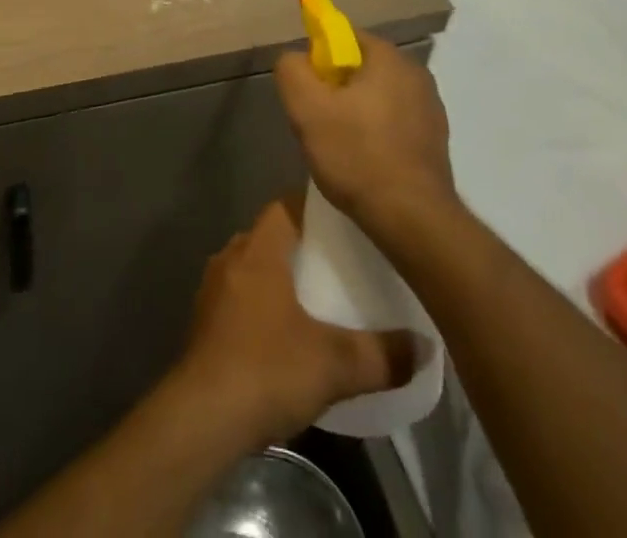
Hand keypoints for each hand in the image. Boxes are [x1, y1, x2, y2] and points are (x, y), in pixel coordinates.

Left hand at [177, 203, 415, 445]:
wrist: (201, 420)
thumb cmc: (267, 369)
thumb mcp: (336, 364)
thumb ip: (383, 354)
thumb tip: (424, 346)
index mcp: (258, 249)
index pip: (285, 206)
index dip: (313, 209)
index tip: (343, 223)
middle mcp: (230, 258)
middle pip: (268, 236)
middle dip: (299, 246)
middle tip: (336, 264)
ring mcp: (211, 292)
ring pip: (250, 268)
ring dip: (276, 278)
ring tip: (313, 299)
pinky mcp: (202, 325)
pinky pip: (236, 300)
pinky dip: (258, 307)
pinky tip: (281, 336)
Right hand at [273, 33, 455, 241]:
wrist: (413, 219)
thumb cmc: (357, 155)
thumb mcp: (306, 109)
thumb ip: (292, 70)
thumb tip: (294, 57)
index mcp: (389, 56)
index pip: (343, 36)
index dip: (319, 59)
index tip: (308, 90)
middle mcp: (415, 72)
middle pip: (360, 67)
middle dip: (335, 88)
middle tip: (317, 121)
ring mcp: (430, 106)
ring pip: (378, 96)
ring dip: (356, 112)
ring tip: (340, 147)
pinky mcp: (436, 138)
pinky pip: (395, 121)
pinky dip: (377, 133)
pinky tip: (366, 162)